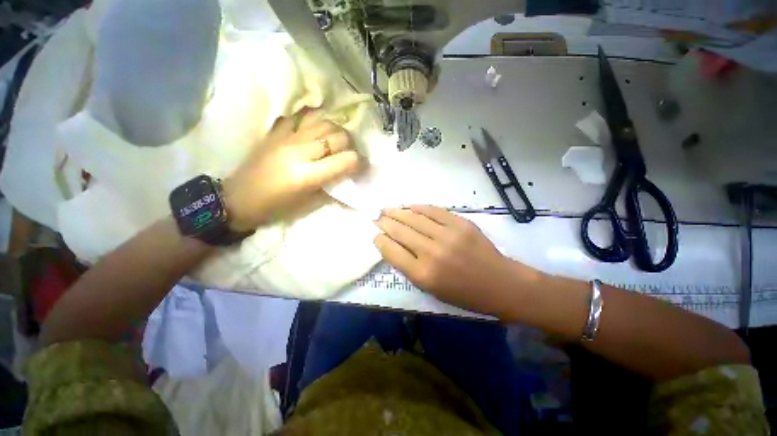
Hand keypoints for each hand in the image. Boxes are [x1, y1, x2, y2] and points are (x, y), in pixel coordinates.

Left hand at [223, 111, 360, 231]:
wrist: (239, 198)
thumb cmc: (277, 207)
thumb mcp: (309, 202)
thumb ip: (331, 184)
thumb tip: (348, 172)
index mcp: (307, 175)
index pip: (345, 160)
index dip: (359, 162)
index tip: (361, 166)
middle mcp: (298, 151)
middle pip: (337, 136)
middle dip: (350, 145)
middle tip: (348, 153)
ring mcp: (285, 137)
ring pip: (323, 121)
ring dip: (335, 131)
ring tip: (335, 141)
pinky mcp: (275, 132)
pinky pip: (301, 116)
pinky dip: (314, 120)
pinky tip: (317, 129)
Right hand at [374, 205, 542, 316]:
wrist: (500, 284)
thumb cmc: (464, 294)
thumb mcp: (431, 290)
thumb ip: (409, 268)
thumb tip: (393, 245)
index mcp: (423, 274)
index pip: (392, 251)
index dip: (380, 240)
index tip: (375, 234)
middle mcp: (432, 252)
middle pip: (400, 231)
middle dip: (385, 222)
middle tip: (377, 217)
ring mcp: (448, 235)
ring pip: (414, 218)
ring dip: (397, 212)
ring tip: (387, 209)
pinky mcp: (460, 223)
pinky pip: (433, 211)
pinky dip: (418, 207)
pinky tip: (409, 206)